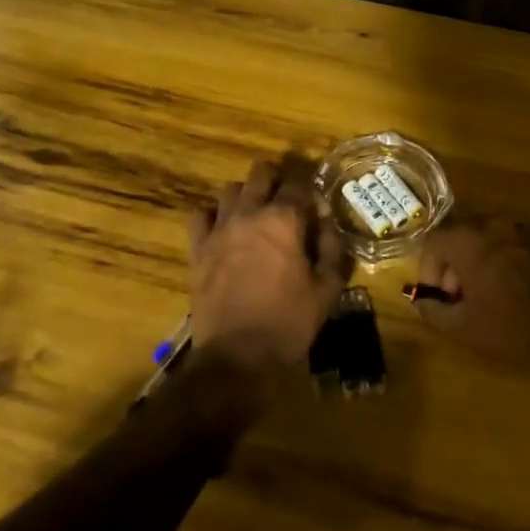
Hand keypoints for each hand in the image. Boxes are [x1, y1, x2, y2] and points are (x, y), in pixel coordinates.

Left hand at [188, 154, 348, 370]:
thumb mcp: (327, 288)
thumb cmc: (289, 321)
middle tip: (286, 202)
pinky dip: (212, 215)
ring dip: (245, 194)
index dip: (311, 193)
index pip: (299, 185)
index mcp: (284, 219)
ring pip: (230, 190)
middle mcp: (250, 213)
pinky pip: (200, 215)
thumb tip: (327, 223)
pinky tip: (223, 228)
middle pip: (261, 175)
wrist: (238, 355)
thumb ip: (331, 248)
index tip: (317, 211)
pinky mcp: (198, 249)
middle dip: (276, 181)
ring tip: (255, 212)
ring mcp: (219, 229)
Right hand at [415, 220, 529, 368]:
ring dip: (475, 263)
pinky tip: (504, 291)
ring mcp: (519, 233)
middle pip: (459, 237)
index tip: (438, 296)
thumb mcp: (458, 326)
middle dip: (452, 265)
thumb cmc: (503, 328)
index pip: (434, 241)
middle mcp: (492, 227)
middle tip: (456, 297)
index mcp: (468, 241)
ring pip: (484, 241)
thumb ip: (431, 309)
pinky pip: (507, 247)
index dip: (429, 269)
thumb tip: (421, 301)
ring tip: (480, 295)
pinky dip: (498, 262)